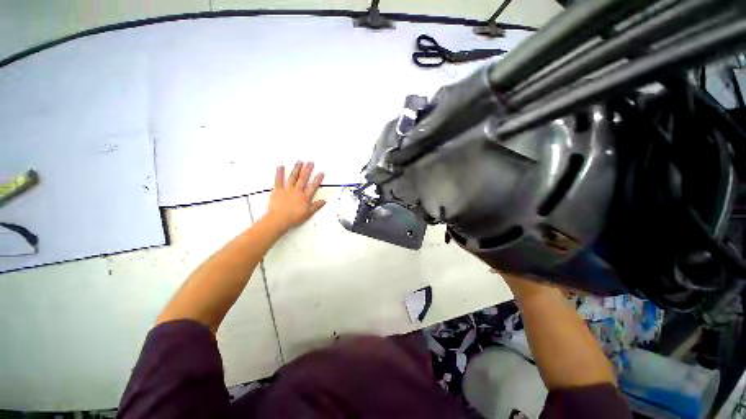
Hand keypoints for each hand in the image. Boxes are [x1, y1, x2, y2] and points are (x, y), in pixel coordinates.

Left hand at [265, 161, 325, 230]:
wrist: (279, 219)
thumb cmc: (294, 217)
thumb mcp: (308, 213)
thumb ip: (316, 206)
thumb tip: (324, 201)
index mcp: (305, 197)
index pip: (313, 186)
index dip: (318, 179)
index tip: (321, 173)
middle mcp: (297, 191)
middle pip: (304, 178)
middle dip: (307, 170)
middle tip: (310, 162)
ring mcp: (287, 189)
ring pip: (293, 177)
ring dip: (296, 169)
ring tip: (299, 162)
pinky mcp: (278, 190)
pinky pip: (278, 180)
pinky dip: (279, 173)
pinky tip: (280, 166)